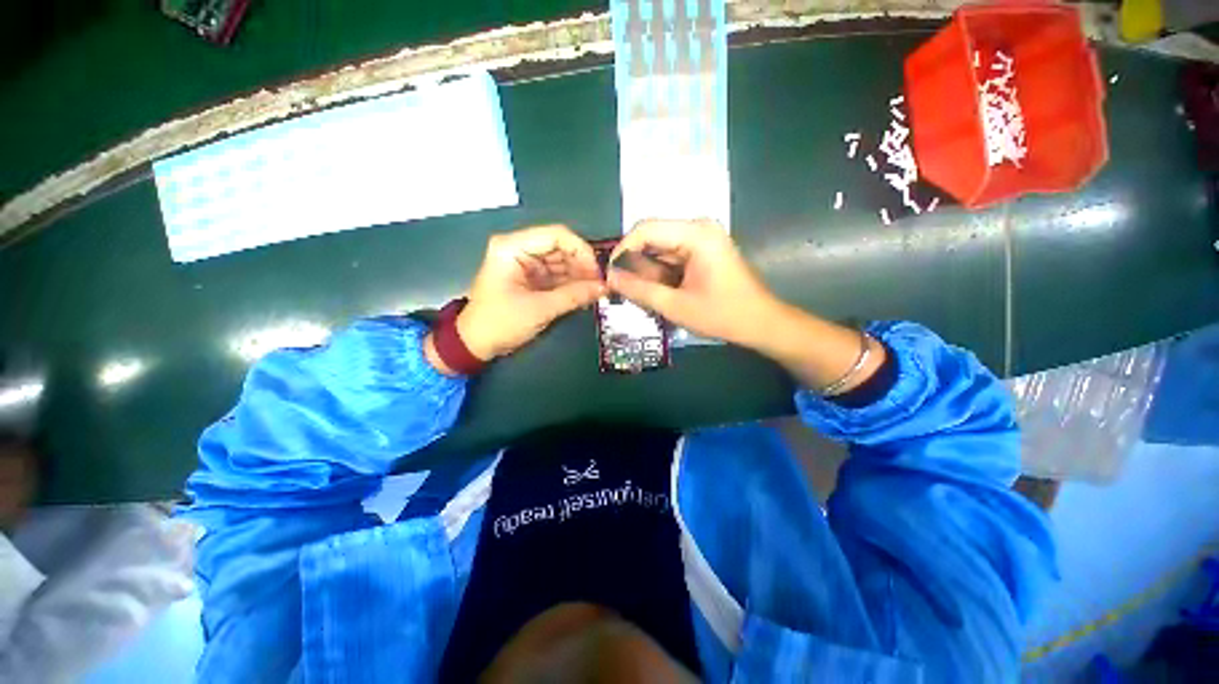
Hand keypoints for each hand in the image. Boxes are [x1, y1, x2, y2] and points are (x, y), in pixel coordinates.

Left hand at [450, 225, 605, 362]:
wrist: (476, 344)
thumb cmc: (500, 323)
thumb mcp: (540, 309)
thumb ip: (574, 295)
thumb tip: (604, 287)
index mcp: (512, 247)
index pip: (556, 235)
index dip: (581, 250)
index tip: (598, 271)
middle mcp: (520, 249)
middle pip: (561, 247)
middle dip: (583, 265)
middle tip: (602, 284)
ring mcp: (526, 263)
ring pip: (562, 262)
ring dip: (580, 276)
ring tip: (597, 290)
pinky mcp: (531, 278)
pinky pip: (557, 275)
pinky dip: (572, 284)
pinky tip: (586, 293)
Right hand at [607, 219, 780, 347]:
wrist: (761, 323)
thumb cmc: (723, 315)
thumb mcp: (676, 306)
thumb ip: (640, 289)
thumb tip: (609, 277)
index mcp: (696, 234)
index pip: (645, 230)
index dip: (622, 251)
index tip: (610, 276)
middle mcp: (698, 228)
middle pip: (652, 238)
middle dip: (634, 264)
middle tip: (621, 290)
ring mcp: (701, 239)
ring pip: (659, 249)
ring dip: (646, 271)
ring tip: (637, 295)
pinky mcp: (702, 250)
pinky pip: (670, 256)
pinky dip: (659, 273)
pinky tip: (655, 292)